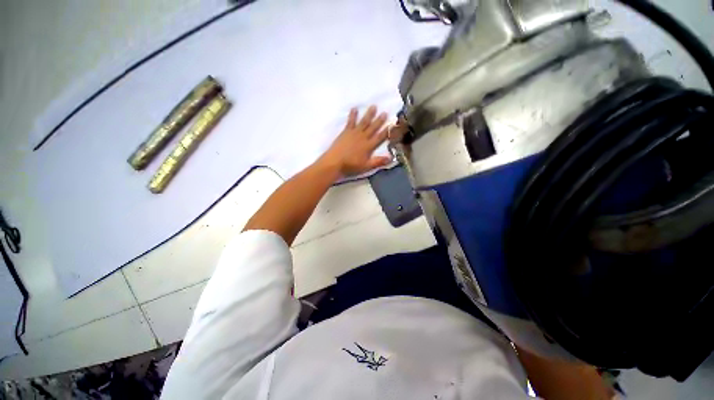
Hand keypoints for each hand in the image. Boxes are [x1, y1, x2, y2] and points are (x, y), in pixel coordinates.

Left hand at [318, 105, 392, 176]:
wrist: (335, 162)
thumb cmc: (351, 166)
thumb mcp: (366, 166)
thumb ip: (378, 161)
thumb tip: (391, 158)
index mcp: (368, 146)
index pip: (380, 137)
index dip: (386, 131)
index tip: (392, 124)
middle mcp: (363, 137)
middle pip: (373, 128)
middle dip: (379, 120)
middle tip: (385, 112)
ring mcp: (354, 133)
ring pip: (363, 122)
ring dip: (369, 114)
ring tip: (373, 106)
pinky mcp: (345, 132)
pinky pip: (350, 122)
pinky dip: (353, 115)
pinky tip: (354, 108)